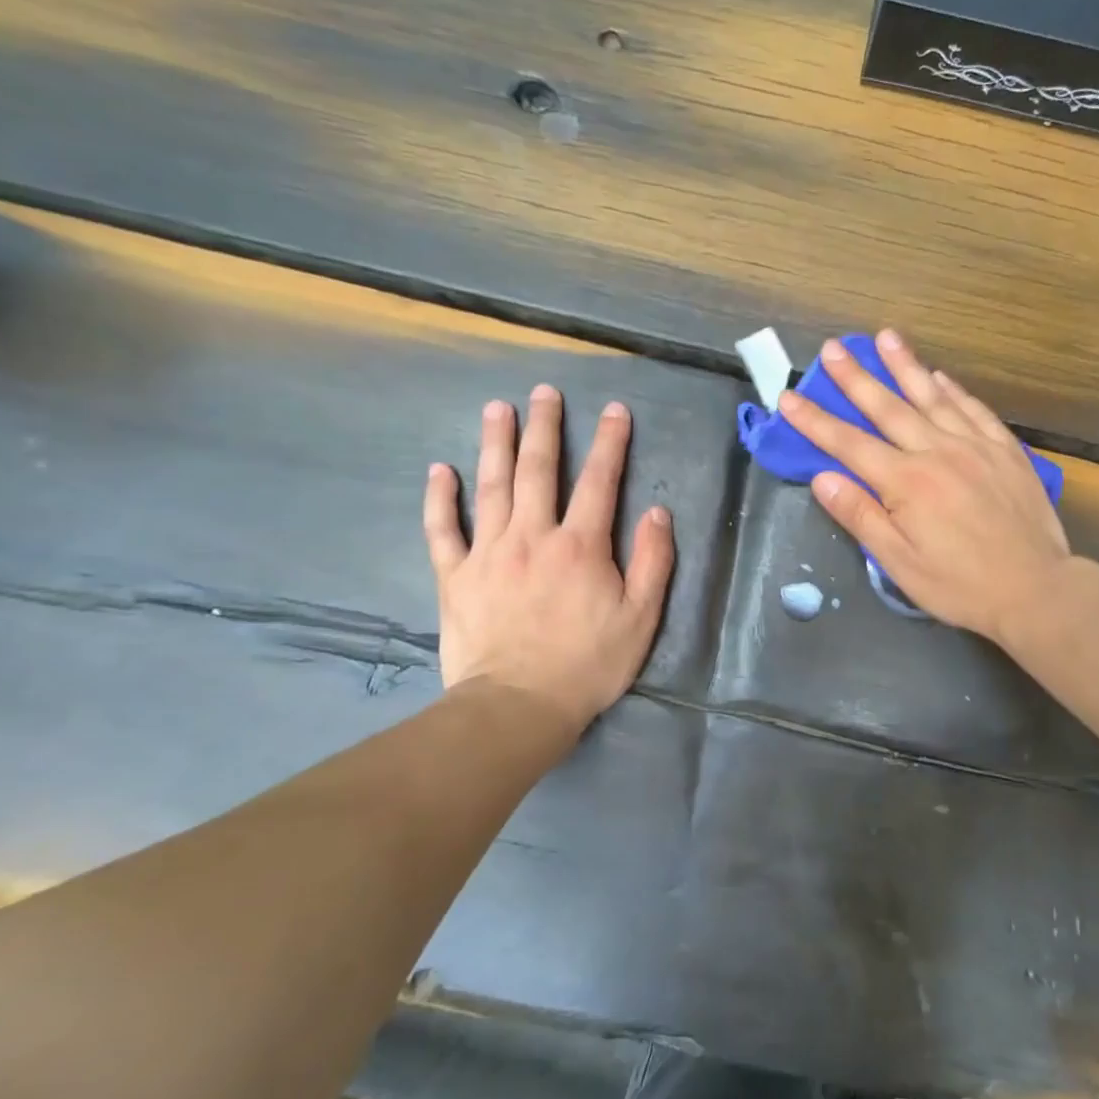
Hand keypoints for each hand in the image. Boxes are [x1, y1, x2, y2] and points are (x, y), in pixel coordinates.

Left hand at [423, 385, 673, 731]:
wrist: (518, 706)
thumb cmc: (588, 664)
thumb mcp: (641, 617)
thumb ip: (653, 561)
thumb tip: (659, 512)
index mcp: (581, 545)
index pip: (600, 481)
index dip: (610, 442)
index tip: (615, 410)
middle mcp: (533, 536)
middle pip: (539, 470)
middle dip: (545, 427)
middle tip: (544, 392)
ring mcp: (489, 553)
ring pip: (491, 486)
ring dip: (495, 444)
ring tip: (497, 409)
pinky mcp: (455, 576)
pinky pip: (443, 529)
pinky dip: (440, 498)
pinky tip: (440, 470)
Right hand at [779, 330, 1069, 642]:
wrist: (1036, 589)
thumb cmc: (960, 585)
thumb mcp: (899, 564)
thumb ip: (861, 516)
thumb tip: (822, 478)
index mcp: (906, 483)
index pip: (849, 444)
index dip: (815, 420)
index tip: (789, 397)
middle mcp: (938, 452)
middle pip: (888, 407)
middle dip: (856, 377)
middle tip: (833, 348)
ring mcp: (976, 446)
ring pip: (933, 397)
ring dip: (905, 366)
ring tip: (885, 337)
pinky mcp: (1006, 451)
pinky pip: (975, 410)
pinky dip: (954, 390)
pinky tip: (941, 376)